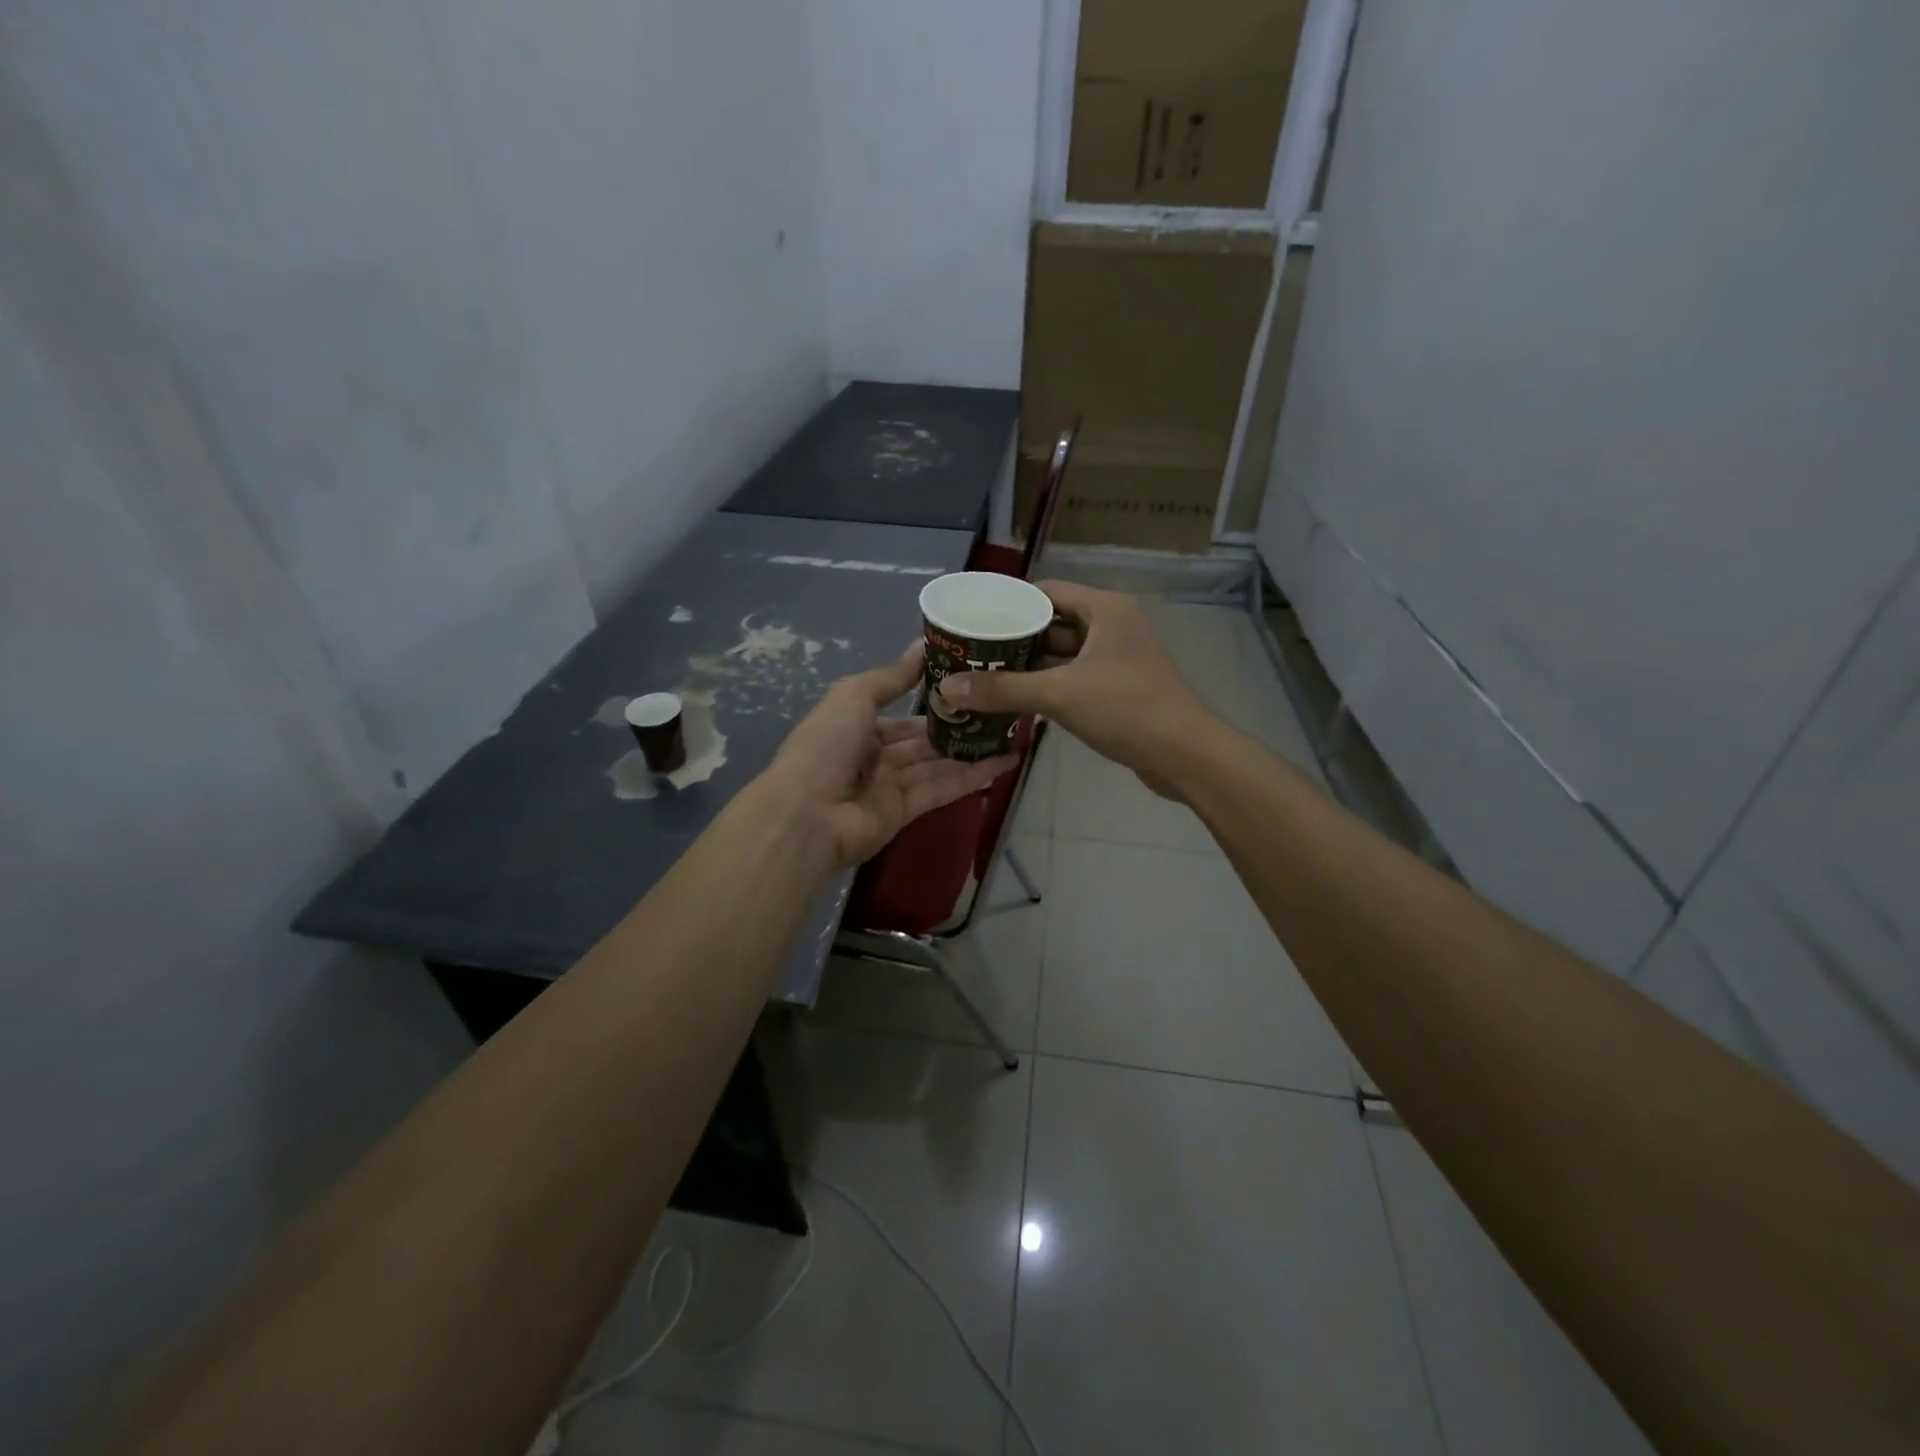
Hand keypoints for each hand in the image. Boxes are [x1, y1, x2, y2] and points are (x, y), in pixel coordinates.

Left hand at [770, 642, 1016, 869]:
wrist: (808, 813)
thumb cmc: (826, 745)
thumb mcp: (854, 697)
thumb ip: (891, 677)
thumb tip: (922, 646)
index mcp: (856, 728)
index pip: (900, 715)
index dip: (932, 702)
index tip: (970, 687)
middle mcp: (873, 757)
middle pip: (922, 741)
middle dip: (957, 727)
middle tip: (1000, 709)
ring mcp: (889, 787)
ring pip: (937, 764)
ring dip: (972, 751)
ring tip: (1011, 734)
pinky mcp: (905, 813)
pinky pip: (942, 789)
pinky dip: (971, 776)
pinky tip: (1004, 762)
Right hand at [939, 582, 1213, 787]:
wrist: (1185, 755)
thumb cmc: (1126, 708)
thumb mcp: (1059, 694)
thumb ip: (1002, 689)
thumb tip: (946, 687)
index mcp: (1104, 609)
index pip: (1045, 592)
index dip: (1008, 604)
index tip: (972, 618)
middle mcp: (1112, 626)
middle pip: (1051, 624)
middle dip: (1013, 638)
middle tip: (970, 651)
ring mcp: (1116, 658)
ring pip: (1061, 655)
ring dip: (1028, 666)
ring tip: (982, 675)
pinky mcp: (1117, 688)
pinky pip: (1073, 678)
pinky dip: (1047, 686)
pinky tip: (1014, 700)